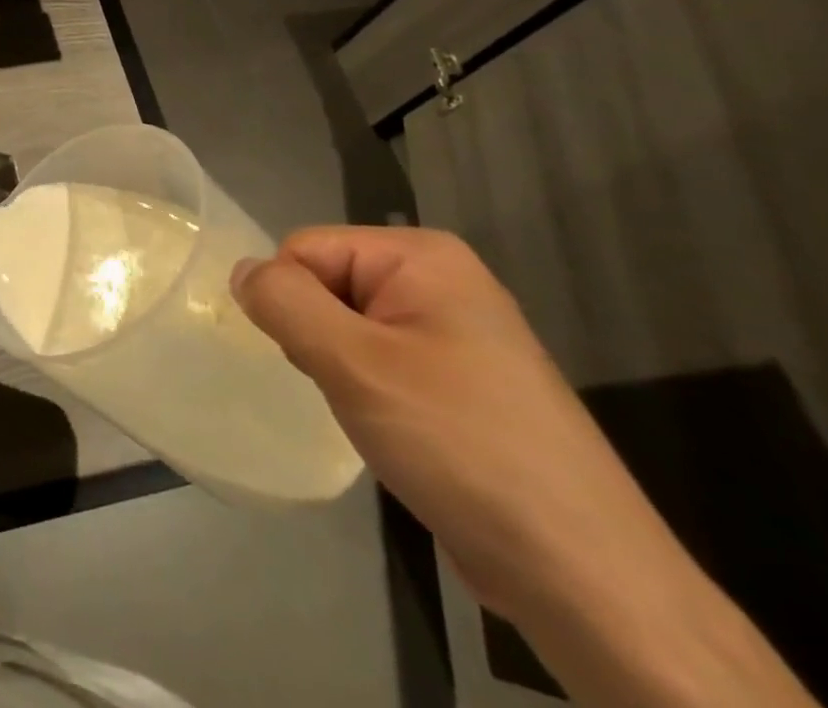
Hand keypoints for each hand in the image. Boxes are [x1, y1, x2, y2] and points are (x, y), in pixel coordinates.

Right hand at [230, 226, 678, 622]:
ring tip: (377, 419)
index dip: (293, 303)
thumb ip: (284, 302)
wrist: (586, 579)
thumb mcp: (354, 364)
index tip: (321, 363)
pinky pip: (382, 364)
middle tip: (352, 393)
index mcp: (422, 256)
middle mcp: (441, 281)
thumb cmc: (460, 446)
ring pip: (349, 329)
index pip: (305, 249)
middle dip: (319, 338)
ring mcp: (457, 335)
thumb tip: (241, 272)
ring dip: (342, 371)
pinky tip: (399, 436)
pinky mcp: (463, 386)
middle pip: (327, 284)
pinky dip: (371, 395)